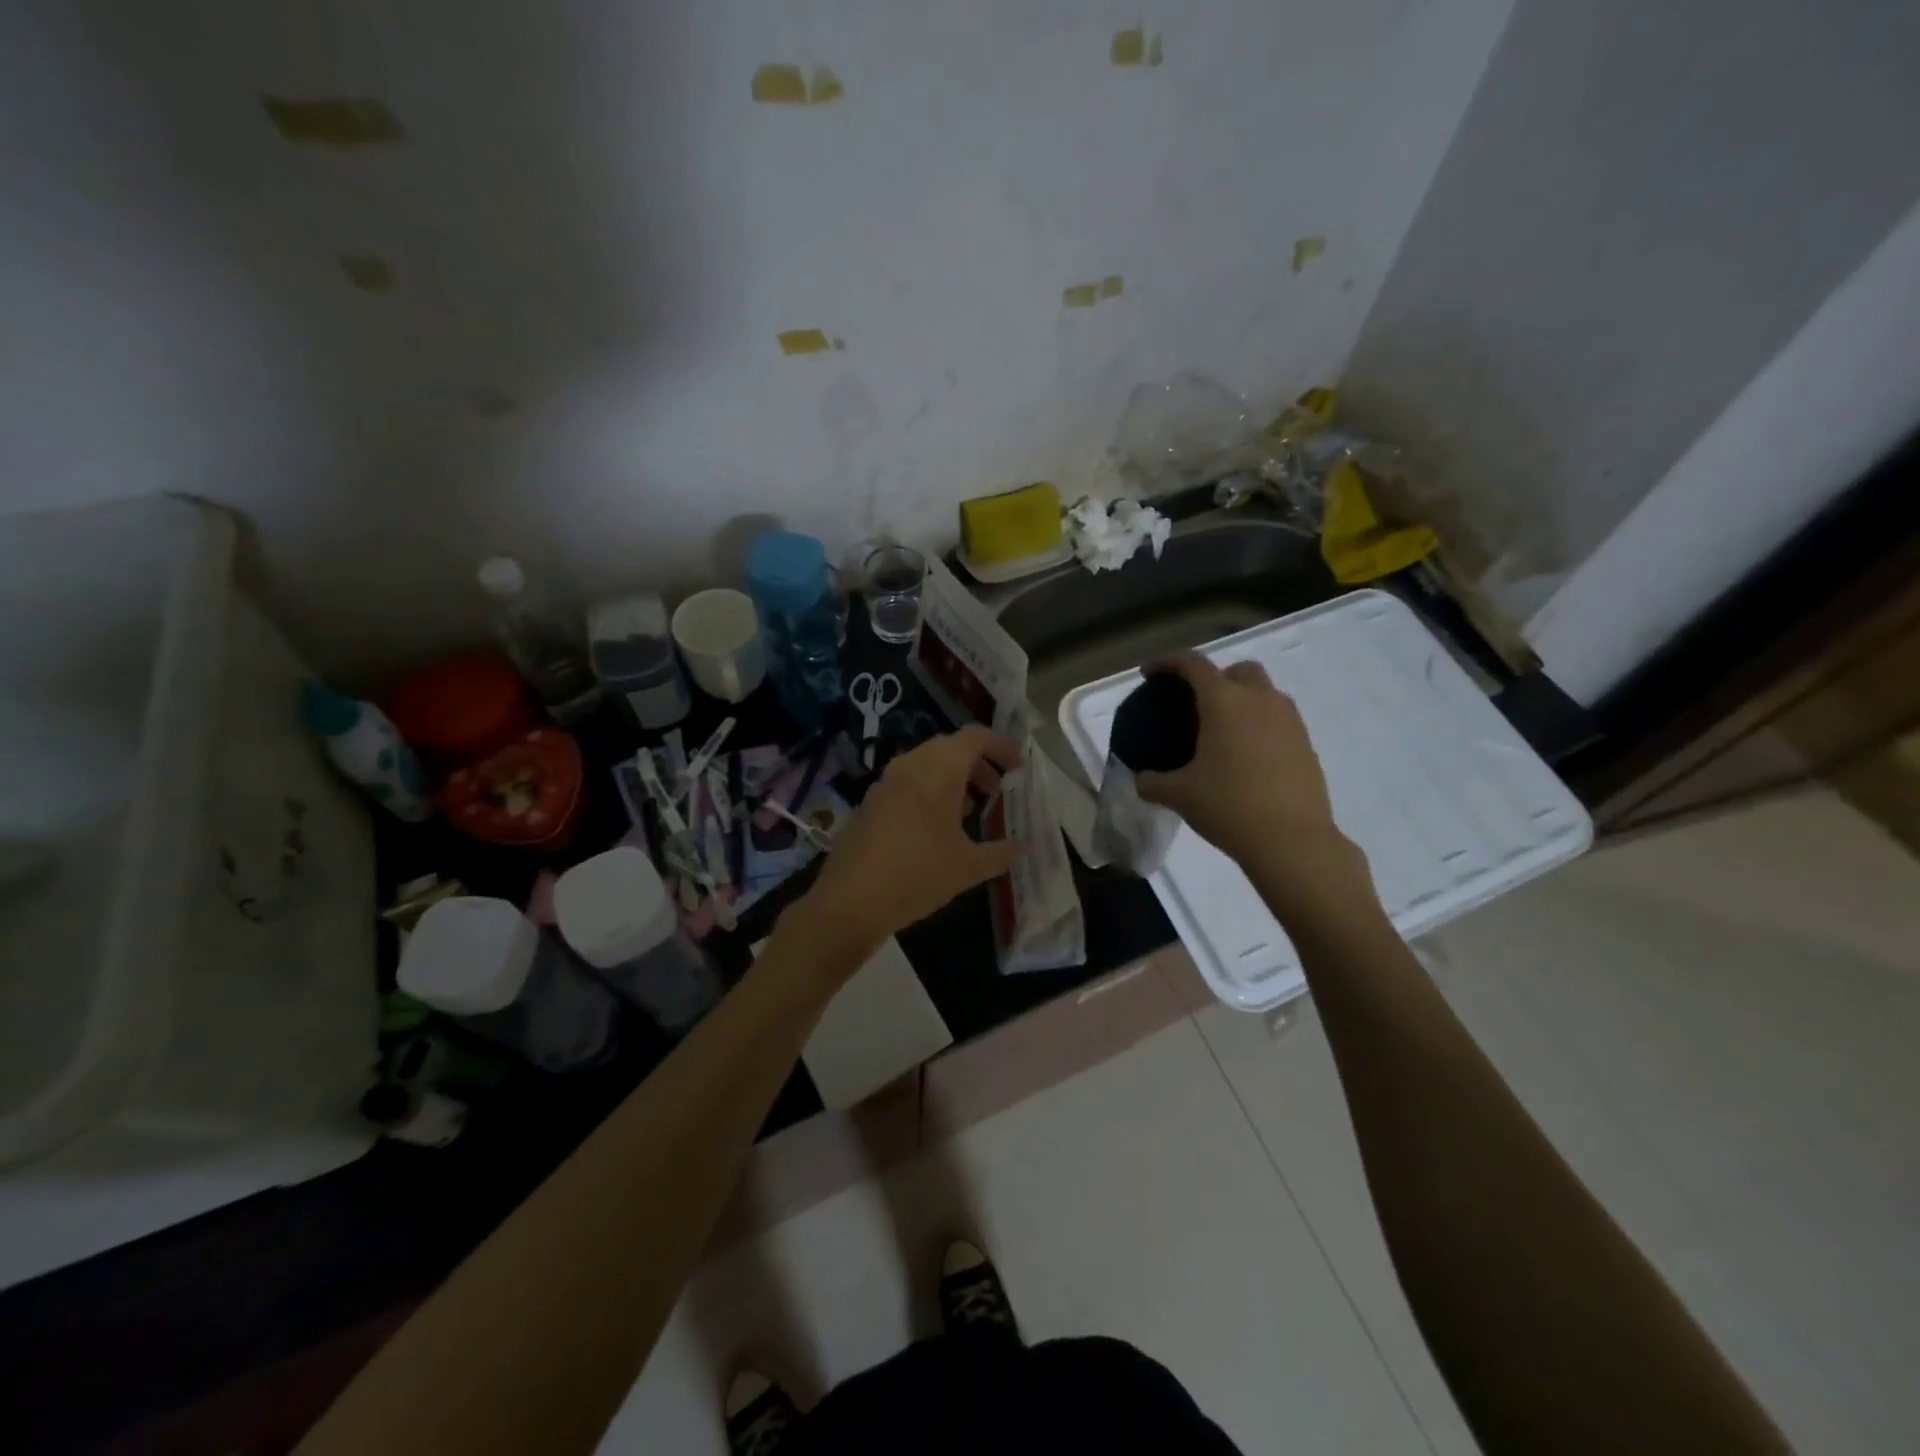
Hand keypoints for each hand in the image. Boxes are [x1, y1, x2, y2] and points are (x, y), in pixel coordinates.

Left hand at [794, 725, 1022, 963]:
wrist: (850, 900)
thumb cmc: (918, 874)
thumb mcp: (968, 868)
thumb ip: (1000, 853)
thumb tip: (1022, 847)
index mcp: (939, 769)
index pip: (976, 737)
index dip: (1001, 746)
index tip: (1019, 767)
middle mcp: (911, 765)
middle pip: (951, 747)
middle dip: (978, 763)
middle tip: (998, 788)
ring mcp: (886, 782)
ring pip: (927, 764)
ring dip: (953, 777)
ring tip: (972, 809)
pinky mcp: (870, 801)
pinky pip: (908, 782)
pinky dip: (930, 790)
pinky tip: (937, 826)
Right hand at [1134, 655, 1370, 912]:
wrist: (1291, 840)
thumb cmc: (1228, 806)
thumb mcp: (1179, 795)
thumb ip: (1153, 782)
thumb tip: (1142, 780)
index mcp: (1224, 702)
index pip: (1193, 664)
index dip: (1168, 662)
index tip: (1151, 673)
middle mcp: (1260, 700)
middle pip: (1238, 670)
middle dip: (1215, 678)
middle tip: (1196, 705)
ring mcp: (1289, 721)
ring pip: (1265, 693)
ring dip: (1242, 700)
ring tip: (1223, 732)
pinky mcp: (1306, 744)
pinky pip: (1279, 720)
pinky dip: (1260, 726)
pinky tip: (1247, 757)